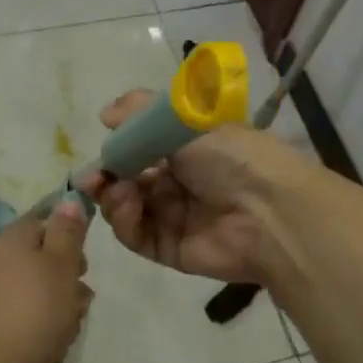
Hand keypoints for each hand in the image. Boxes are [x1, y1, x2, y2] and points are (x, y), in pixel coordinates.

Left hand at [0, 200, 93, 362]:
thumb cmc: (36, 309)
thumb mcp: (62, 263)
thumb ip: (68, 231)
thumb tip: (69, 200)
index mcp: (9, 240)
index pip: (43, 222)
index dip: (68, 239)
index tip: (83, 263)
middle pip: (44, 261)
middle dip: (69, 281)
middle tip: (79, 299)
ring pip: (41, 294)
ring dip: (62, 310)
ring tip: (67, 330)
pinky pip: (29, 320)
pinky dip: (44, 332)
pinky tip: (51, 349)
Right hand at [83, 91, 313, 283]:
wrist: (269, 211)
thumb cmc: (230, 156)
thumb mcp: (185, 120)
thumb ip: (140, 113)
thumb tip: (105, 114)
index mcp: (189, 148)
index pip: (142, 146)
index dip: (118, 147)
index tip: (101, 146)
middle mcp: (180, 181)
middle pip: (129, 179)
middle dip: (107, 176)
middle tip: (93, 177)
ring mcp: (174, 216)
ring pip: (127, 208)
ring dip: (114, 197)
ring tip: (119, 191)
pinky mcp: (170, 249)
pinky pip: (136, 236)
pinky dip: (125, 221)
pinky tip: (127, 206)